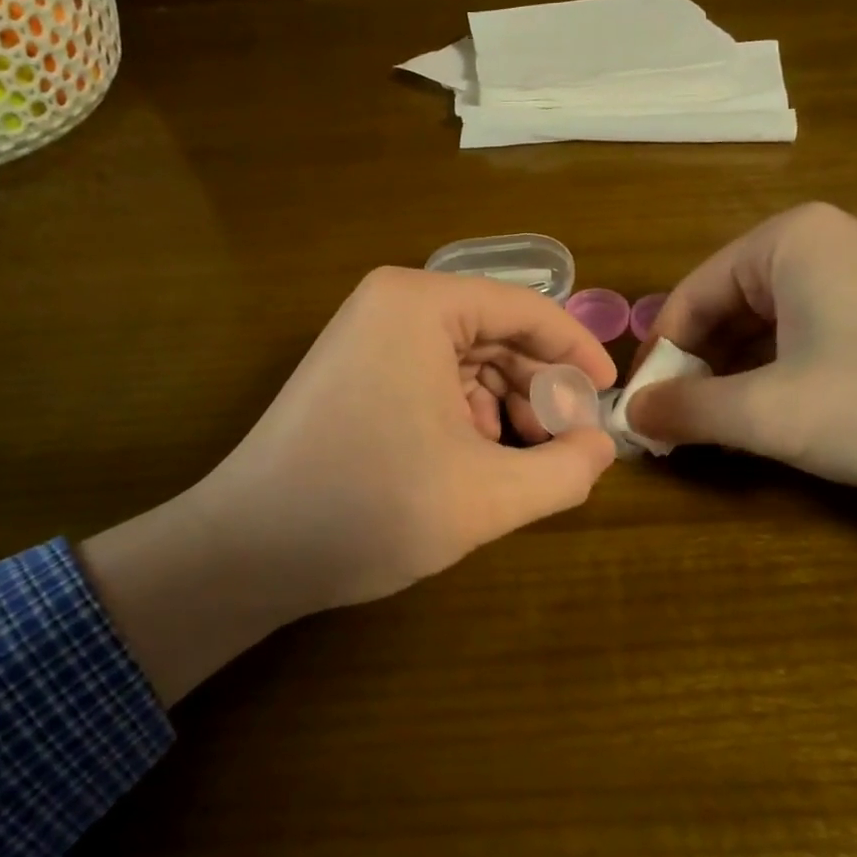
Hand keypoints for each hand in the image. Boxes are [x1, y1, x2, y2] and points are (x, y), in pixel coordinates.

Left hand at [83, 268, 617, 701]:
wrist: (247, 551)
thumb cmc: (370, 509)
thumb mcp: (488, 495)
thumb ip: (566, 470)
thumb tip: (602, 447)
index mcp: (421, 305)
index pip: (527, 310)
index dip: (578, 352)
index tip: (609, 397)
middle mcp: (391, 306)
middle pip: (497, 335)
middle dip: (540, 389)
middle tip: (569, 445)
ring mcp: (365, 339)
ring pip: (467, 361)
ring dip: (507, 407)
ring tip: (527, 461)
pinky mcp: (353, 374)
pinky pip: (433, 380)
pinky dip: (467, 416)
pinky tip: (477, 462)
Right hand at [625, 203, 856, 488]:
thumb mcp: (775, 413)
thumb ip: (689, 410)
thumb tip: (629, 414)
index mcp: (782, 243)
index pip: (685, 299)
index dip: (657, 362)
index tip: (643, 419)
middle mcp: (816, 244)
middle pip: (723, 311)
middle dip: (697, 374)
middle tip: (679, 434)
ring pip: (764, 330)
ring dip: (735, 382)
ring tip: (722, 435)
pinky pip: (805, 340)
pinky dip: (778, 380)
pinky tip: (779, 421)